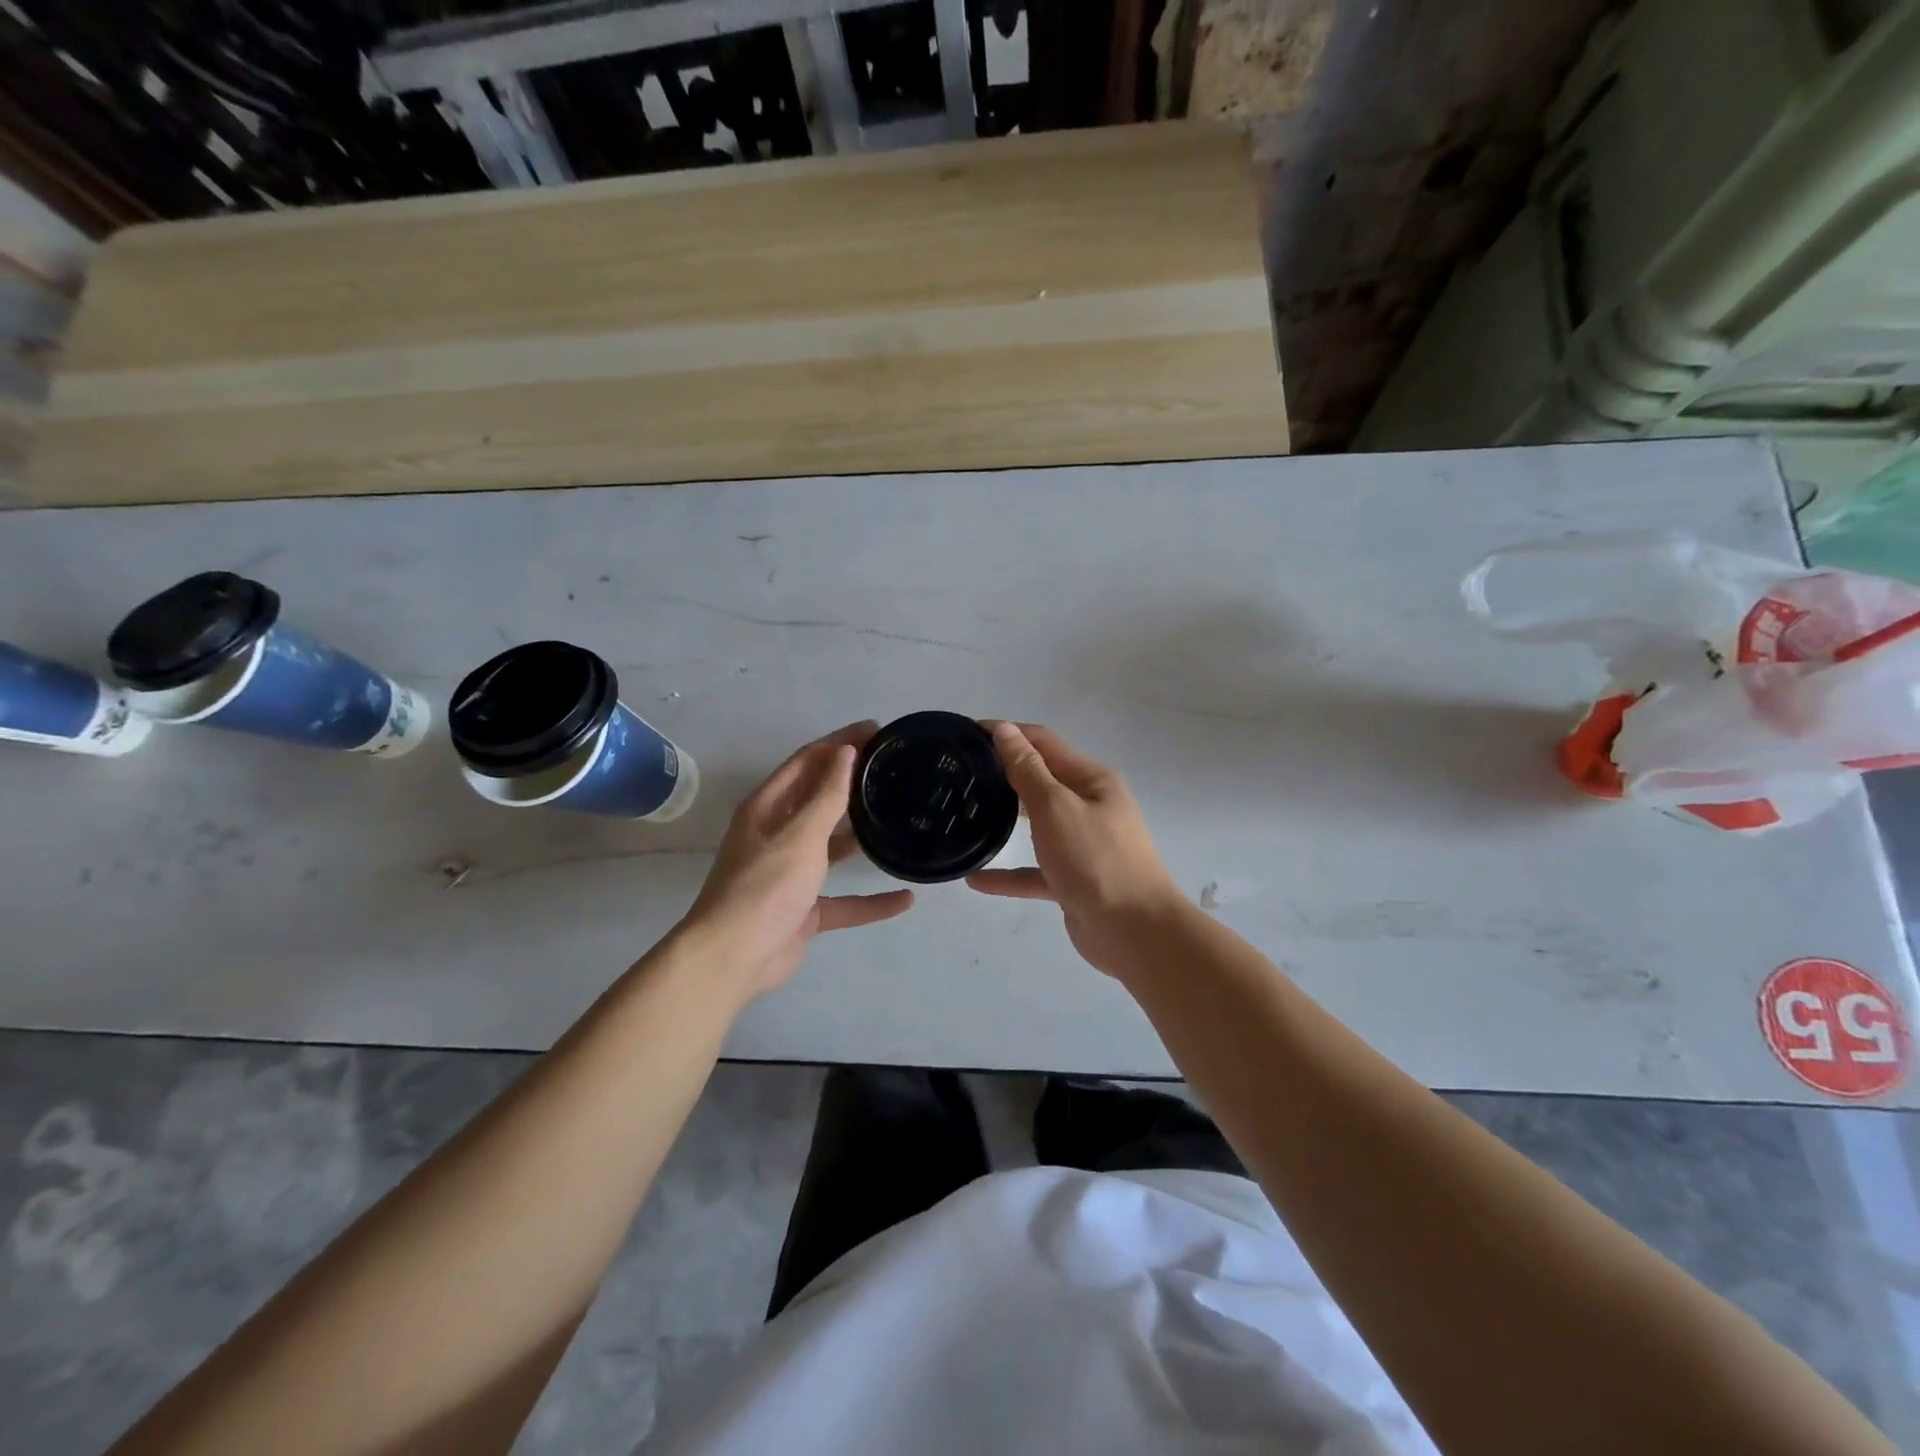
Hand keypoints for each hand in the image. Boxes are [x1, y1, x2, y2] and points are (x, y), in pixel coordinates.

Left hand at [681, 722, 913, 999]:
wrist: (734, 958)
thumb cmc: (765, 886)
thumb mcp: (800, 835)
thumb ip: (827, 795)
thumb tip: (845, 751)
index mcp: (768, 808)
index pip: (807, 761)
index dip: (839, 742)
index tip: (876, 730)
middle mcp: (778, 834)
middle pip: (820, 799)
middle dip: (853, 782)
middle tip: (894, 768)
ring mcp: (792, 873)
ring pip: (832, 846)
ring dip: (860, 834)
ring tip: (899, 816)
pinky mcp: (805, 908)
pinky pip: (845, 899)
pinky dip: (871, 900)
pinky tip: (905, 898)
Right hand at [967, 722, 1186, 975]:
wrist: (1135, 933)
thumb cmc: (1096, 860)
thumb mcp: (1056, 808)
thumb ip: (1027, 770)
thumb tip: (1006, 730)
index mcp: (1092, 780)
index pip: (1044, 743)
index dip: (1007, 733)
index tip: (966, 734)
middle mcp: (1090, 807)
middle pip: (1041, 780)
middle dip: (1004, 773)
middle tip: (960, 774)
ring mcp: (1084, 845)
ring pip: (1038, 825)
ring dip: (1006, 820)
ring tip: (965, 814)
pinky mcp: (1074, 881)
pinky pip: (1035, 871)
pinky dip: (1009, 873)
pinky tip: (975, 879)